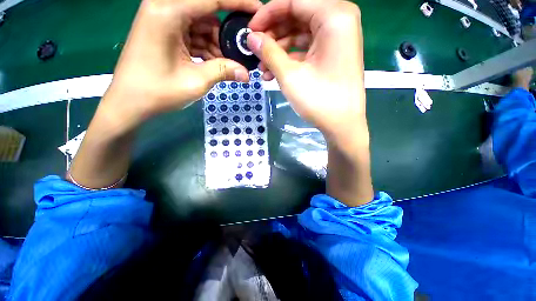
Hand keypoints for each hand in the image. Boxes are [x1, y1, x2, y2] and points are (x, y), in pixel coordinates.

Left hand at [101, 0, 261, 133]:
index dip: (238, 2)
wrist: (129, 103)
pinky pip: (192, 34)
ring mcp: (163, 21)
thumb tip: (247, 74)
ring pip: (201, 25)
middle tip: (242, 51)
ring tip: (229, 64)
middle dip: (226, 33)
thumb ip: (223, 71)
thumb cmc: (158, 92)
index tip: (257, 10)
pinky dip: (206, 48)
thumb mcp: (196, 81)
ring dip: (217, 44)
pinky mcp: (164, 32)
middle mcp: (164, 9)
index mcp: (168, 13)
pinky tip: (215, 63)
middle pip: (206, 12)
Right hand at [247, 0, 365, 140]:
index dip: (267, 14)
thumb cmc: (319, 100)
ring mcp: (337, 38)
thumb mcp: (289, 75)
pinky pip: (307, 49)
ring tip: (262, 69)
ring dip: (279, 51)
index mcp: (334, 16)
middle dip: (272, 36)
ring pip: (300, 34)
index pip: (293, 1)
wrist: (342, 125)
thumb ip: (269, 52)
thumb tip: (251, 38)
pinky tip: (275, 73)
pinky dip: (290, 59)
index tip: (250, 31)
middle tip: (255, 52)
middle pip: (297, 16)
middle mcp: (339, 20)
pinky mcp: (333, 54)